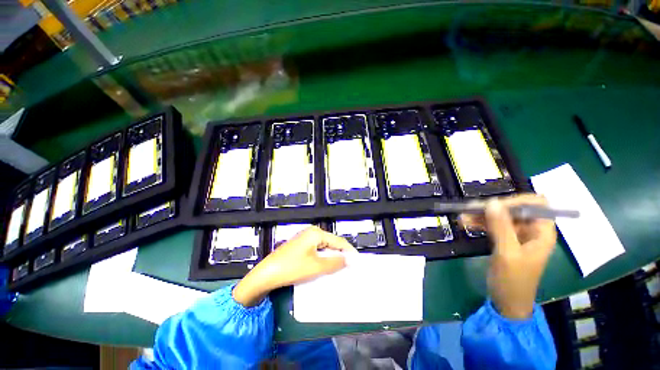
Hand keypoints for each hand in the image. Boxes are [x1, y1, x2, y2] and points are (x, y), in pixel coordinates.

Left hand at [232, 226, 356, 306]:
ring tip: (339, 271)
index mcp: (316, 233)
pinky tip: (325, 269)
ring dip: (331, 259)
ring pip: (324, 248)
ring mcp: (305, 239)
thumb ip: (335, 262)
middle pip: (331, 243)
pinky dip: (322, 260)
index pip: (338, 241)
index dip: (348, 252)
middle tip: (349, 269)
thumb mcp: (317, 266)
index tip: (357, 263)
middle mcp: (311, 233)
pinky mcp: (300, 247)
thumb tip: (350, 260)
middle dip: (340, 256)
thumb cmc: (292, 268)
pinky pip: (316, 252)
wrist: (266, 274)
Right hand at [462, 195, 556, 318]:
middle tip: (470, 209)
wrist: (507, 301)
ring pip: (500, 216)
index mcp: (541, 232)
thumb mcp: (507, 253)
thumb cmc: (514, 280)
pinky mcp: (505, 240)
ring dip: (481, 215)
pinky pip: (492, 225)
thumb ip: (501, 227)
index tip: (493, 205)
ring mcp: (517, 235)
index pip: (535, 204)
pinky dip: (479, 223)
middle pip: (514, 209)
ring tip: (462, 217)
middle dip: (492, 208)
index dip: (515, 201)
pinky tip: (465, 223)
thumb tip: (491, 202)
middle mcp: (531, 230)